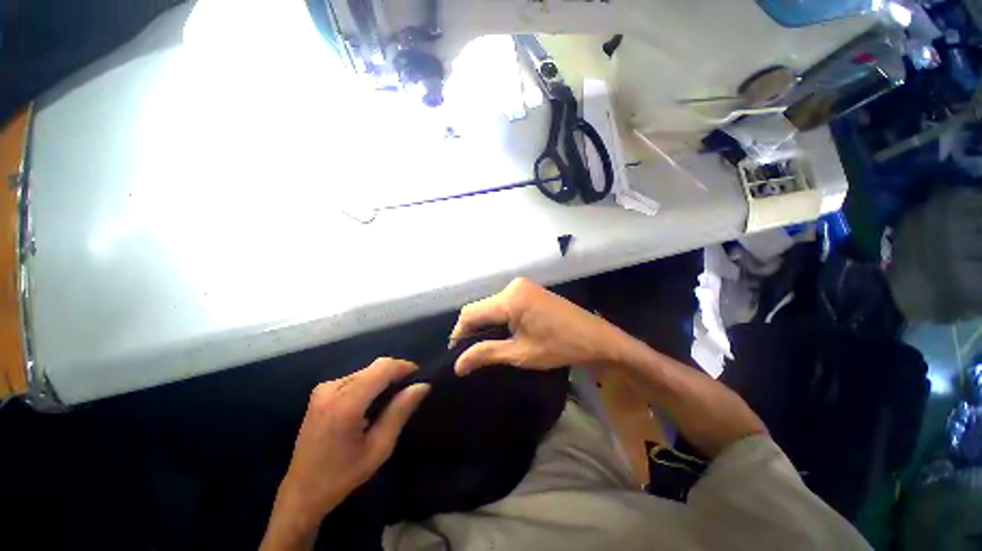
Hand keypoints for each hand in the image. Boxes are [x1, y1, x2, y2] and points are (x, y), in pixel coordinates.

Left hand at [262, 359, 428, 548]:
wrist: (301, 493)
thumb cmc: (342, 476)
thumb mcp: (379, 448)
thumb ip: (400, 412)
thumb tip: (422, 385)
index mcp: (345, 404)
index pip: (382, 368)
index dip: (404, 366)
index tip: (419, 376)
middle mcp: (332, 388)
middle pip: (375, 366)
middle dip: (395, 372)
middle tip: (409, 390)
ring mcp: (323, 389)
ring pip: (366, 370)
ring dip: (383, 378)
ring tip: (392, 398)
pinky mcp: (321, 392)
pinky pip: (355, 377)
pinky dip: (370, 383)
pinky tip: (372, 402)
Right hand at [451, 277, 627, 374]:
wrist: (596, 337)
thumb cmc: (560, 347)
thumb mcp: (520, 354)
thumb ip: (486, 354)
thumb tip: (457, 365)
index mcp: (510, 299)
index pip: (470, 313)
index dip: (459, 333)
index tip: (457, 354)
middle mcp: (512, 286)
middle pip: (480, 308)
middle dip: (472, 330)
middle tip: (470, 354)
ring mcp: (522, 286)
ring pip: (491, 305)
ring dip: (485, 324)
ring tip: (484, 346)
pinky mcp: (529, 290)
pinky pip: (504, 302)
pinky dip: (498, 317)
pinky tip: (501, 332)